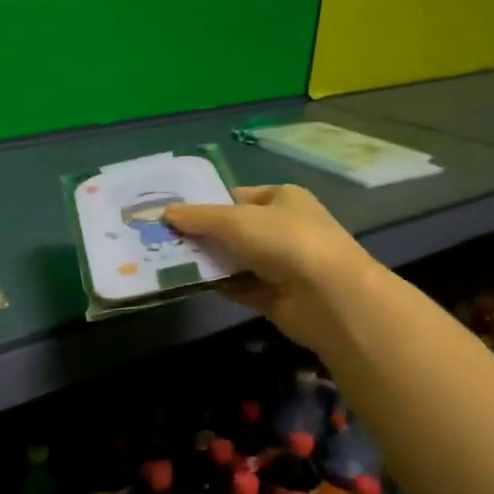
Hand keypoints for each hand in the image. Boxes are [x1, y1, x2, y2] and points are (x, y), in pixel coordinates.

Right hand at [164, 185, 375, 350]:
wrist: (330, 297)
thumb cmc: (286, 242)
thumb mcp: (236, 221)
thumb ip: (199, 218)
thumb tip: (165, 212)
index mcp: (282, 199)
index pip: (237, 196)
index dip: (206, 203)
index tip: (173, 213)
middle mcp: (283, 228)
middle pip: (233, 229)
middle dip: (202, 234)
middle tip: (163, 238)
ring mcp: (281, 264)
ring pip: (234, 259)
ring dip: (208, 261)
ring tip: (168, 260)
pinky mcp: (275, 296)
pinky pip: (240, 287)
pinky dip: (220, 285)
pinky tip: (192, 283)